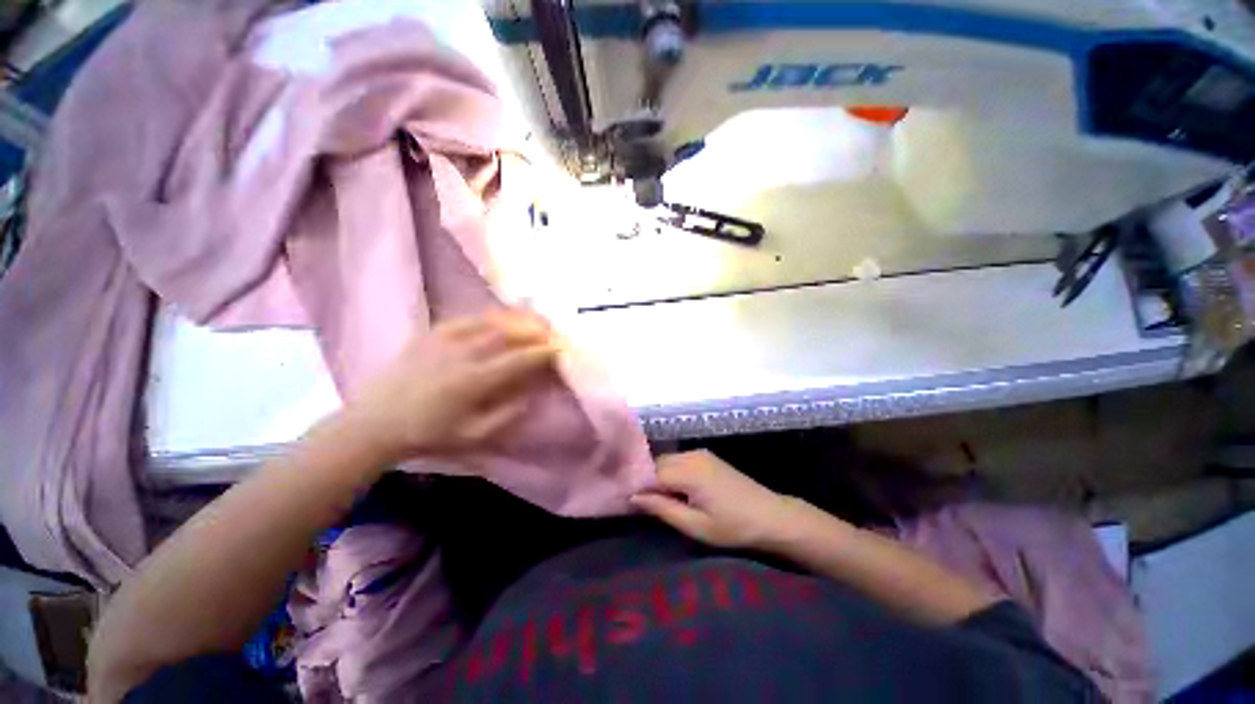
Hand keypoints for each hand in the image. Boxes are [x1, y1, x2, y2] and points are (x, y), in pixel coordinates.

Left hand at [341, 309, 558, 462]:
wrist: (375, 423)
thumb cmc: (428, 433)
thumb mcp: (472, 435)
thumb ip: (506, 415)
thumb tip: (530, 395)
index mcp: (472, 381)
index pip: (517, 360)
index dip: (541, 353)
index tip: (558, 348)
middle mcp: (461, 354)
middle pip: (505, 333)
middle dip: (533, 329)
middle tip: (551, 329)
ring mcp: (442, 340)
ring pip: (486, 320)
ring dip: (514, 317)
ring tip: (531, 317)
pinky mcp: (428, 334)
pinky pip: (463, 318)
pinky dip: (486, 315)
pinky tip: (497, 316)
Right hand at [630, 450, 808, 549]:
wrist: (770, 516)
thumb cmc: (733, 526)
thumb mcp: (695, 526)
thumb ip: (662, 509)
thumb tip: (633, 497)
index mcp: (688, 471)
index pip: (650, 473)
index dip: (636, 486)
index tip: (624, 500)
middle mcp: (691, 455)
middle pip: (657, 463)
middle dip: (645, 479)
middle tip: (635, 501)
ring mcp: (699, 453)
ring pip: (666, 460)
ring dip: (657, 475)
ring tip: (651, 497)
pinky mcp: (706, 456)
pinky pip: (678, 460)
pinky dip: (669, 471)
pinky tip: (670, 488)